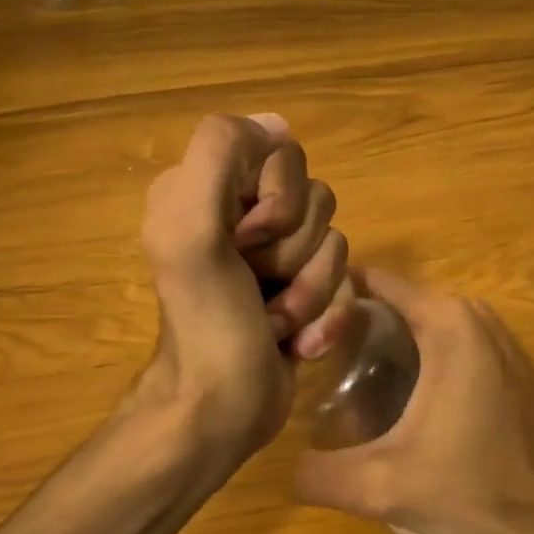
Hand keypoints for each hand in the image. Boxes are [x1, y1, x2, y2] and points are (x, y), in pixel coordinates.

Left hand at [137, 113, 354, 467]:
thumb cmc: (205, 322)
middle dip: (296, 253)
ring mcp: (278, 254)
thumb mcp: (190, 231)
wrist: (221, 410)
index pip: (282, 153)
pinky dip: (325, 317)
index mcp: (210, 188)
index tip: (246, 241)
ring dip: (311, 292)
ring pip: (335, 241)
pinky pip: (344, 281)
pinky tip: (297, 343)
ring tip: (277, 323)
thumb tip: (276, 124)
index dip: (279, 201)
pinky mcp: (304, 289)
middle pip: (317, 198)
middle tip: (259, 286)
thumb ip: (219, 156)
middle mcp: (244, 213)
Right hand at [291, 268, 533, 533]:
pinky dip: (420, 357)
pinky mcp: (509, 359)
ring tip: (347, 384)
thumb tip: (288, 468)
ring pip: (423, 324)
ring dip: (387, 345)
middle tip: (317, 365)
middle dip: (355, 327)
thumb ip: (321, 475)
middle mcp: (473, 313)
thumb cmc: (477, 487)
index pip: (373, 282)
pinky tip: (400, 400)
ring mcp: (497, 334)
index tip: (302, 328)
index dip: (333, 299)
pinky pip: (450, 340)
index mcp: (446, 321)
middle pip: (396, 303)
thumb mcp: (384, 487)